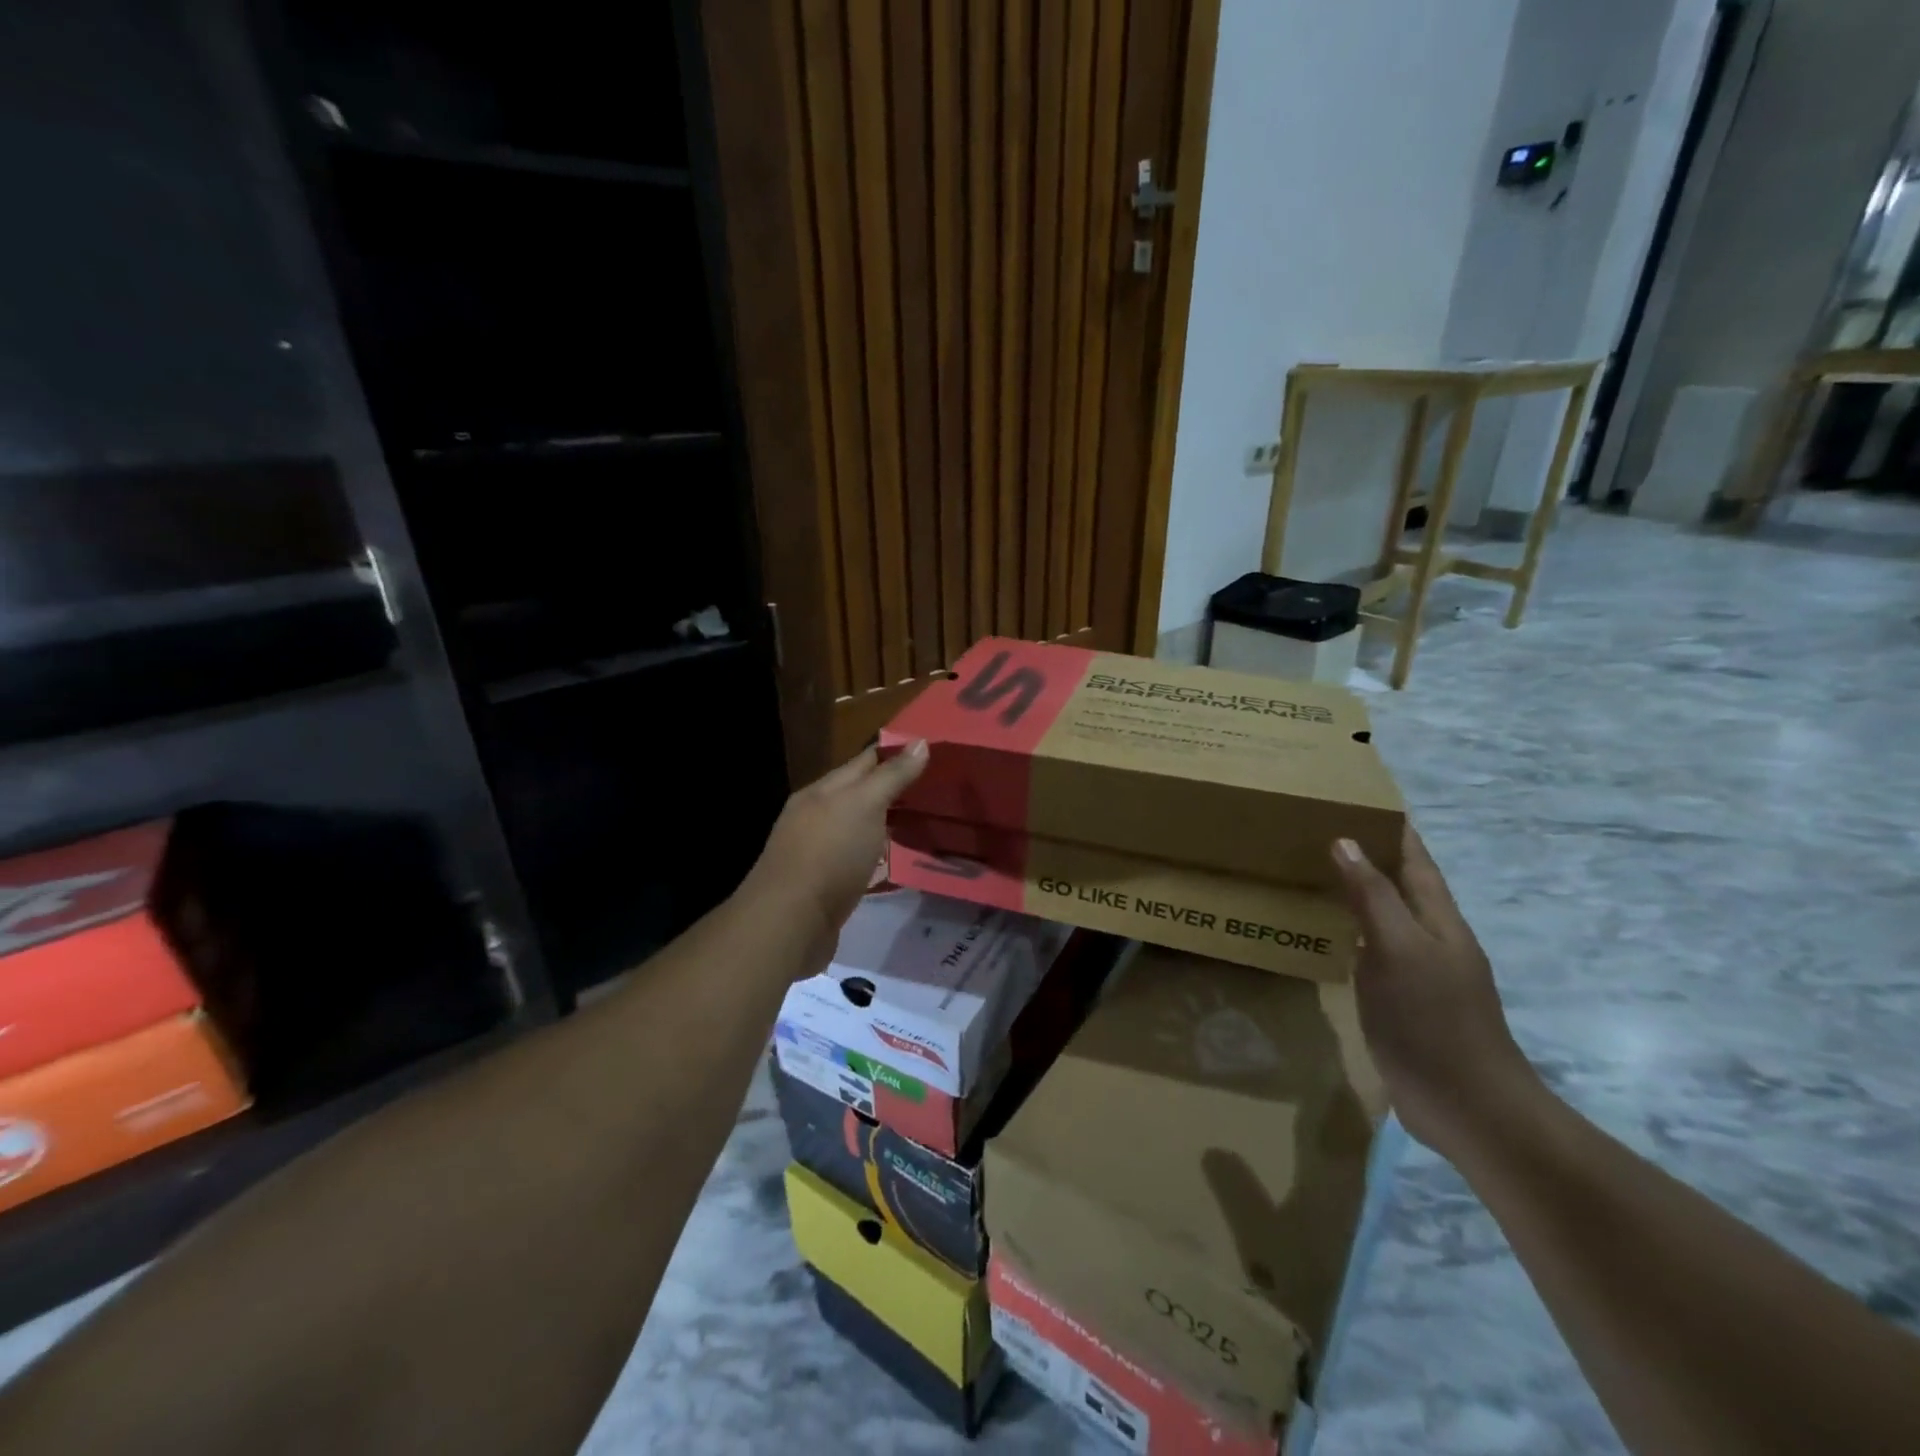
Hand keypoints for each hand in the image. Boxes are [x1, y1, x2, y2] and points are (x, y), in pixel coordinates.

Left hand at [740, 742, 929, 977]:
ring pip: (858, 830)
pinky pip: (857, 862)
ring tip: (924, 823)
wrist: (790, 922)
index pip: (864, 761)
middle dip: (893, 790)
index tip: (930, 752)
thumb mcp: (865, 804)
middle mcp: (816, 817)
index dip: (895, 753)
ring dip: (885, 825)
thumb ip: (891, 775)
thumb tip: (920, 742)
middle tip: (935, 790)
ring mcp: (817, 852)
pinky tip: (896, 862)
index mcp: (822, 791)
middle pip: (859, 795)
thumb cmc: (829, 853)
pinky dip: (877, 857)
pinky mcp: (824, 886)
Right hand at [1331, 825, 1539, 1161]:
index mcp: (1438, 920)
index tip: (1359, 797)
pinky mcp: (1402, 1002)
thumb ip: (1373, 897)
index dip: (1393, 827)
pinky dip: (1348, 931)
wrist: (1469, 1109)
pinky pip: (1371, 951)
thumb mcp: (1398, 950)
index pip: (1415, 858)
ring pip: (1384, 917)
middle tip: (1318, 829)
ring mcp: (1419, 973)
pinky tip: (1323, 934)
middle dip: (1368, 854)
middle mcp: (1431, 938)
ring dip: (1356, 893)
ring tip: (1311, 872)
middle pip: (1400, 884)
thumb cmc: (1434, 1021)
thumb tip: (1346, 841)